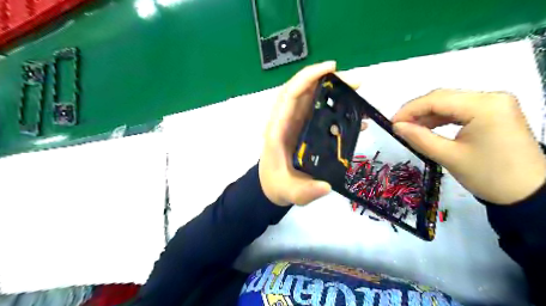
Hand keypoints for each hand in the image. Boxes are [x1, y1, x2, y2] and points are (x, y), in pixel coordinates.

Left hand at [260, 61, 361, 204]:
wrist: (272, 186)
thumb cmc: (278, 185)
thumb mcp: (291, 192)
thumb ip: (306, 191)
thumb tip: (326, 186)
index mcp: (278, 130)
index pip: (290, 95)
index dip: (308, 77)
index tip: (332, 69)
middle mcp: (286, 121)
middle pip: (303, 91)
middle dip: (328, 81)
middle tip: (355, 83)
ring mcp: (295, 123)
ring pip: (311, 98)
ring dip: (333, 91)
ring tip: (356, 93)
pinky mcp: (303, 128)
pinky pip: (317, 111)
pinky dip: (334, 108)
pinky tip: (352, 116)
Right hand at [393, 89, 545, 204]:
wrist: (527, 194)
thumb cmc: (488, 176)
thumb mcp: (448, 156)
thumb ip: (419, 138)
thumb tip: (397, 126)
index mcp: (484, 106)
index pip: (437, 99)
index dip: (410, 109)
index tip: (392, 123)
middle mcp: (492, 97)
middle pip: (444, 97)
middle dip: (417, 111)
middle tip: (398, 126)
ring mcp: (495, 103)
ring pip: (450, 102)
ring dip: (428, 114)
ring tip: (410, 128)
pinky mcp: (495, 112)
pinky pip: (460, 110)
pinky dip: (441, 118)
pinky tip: (428, 127)